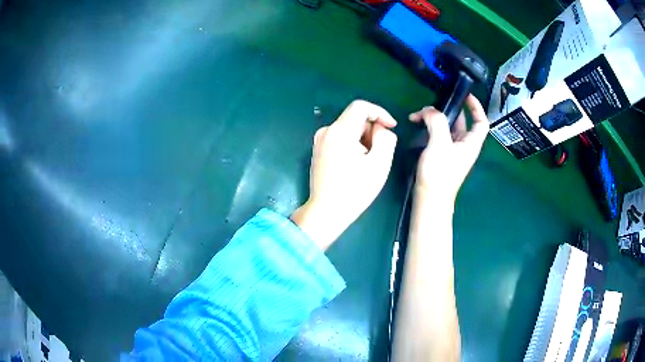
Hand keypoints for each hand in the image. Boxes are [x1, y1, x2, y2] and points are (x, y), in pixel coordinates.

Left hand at [292, 100, 397, 249]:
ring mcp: (319, 141)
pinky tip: (355, 166)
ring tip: (367, 163)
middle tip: (380, 154)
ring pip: (348, 130)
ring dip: (363, 140)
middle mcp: (326, 131)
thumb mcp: (379, 164)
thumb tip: (381, 129)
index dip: (380, 113)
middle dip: (371, 131)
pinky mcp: (318, 151)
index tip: (391, 127)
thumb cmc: (354, 191)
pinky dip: (352, 146)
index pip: (361, 107)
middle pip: (355, 119)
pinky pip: (340, 139)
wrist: (326, 212)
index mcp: (339, 131)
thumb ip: (386, 139)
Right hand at [409, 95, 488, 205]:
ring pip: (447, 127)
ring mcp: (452, 150)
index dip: (477, 107)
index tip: (466, 95)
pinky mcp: (441, 155)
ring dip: (434, 118)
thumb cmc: (439, 174)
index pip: (481, 122)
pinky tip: (417, 126)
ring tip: (418, 116)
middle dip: (447, 110)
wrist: (429, 200)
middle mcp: (464, 145)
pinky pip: (438, 135)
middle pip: (461, 121)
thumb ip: (437, 122)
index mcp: (471, 143)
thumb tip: (429, 110)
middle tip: (430, 105)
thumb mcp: (439, 144)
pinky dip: (429, 128)